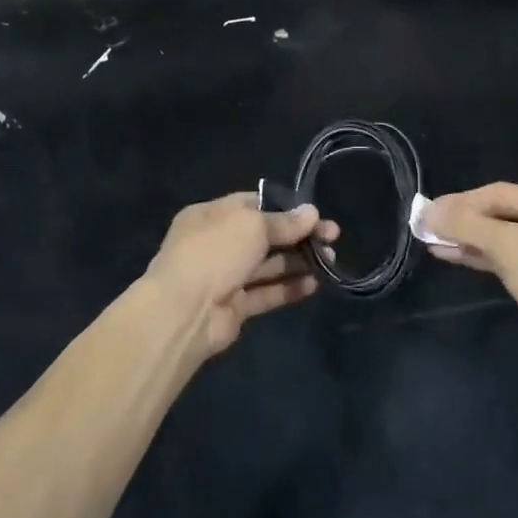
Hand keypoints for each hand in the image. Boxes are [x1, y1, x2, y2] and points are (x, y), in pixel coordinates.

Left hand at [144, 192, 339, 354]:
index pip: (253, 205)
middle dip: (298, 236)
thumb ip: (283, 222)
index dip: (285, 208)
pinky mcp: (235, 307)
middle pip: (265, 236)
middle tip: (333, 237)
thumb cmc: (215, 253)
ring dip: (299, 262)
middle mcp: (217, 243)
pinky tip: (314, 285)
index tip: (314, 214)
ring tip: (330, 261)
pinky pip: (266, 293)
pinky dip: (289, 288)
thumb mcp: (251, 225)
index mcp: (212, 215)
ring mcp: (225, 276)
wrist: (184, 312)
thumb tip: (311, 213)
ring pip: (268, 265)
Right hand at [423, 183, 517, 354]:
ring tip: (432, 244)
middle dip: (462, 222)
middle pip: (501, 213)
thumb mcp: (510, 248)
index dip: (458, 203)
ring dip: (470, 241)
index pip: (497, 193)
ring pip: (505, 238)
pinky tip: (458, 258)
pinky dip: (486, 258)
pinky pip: (514, 258)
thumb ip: (467, 226)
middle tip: (425, 229)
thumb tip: (428, 210)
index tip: (424, 214)